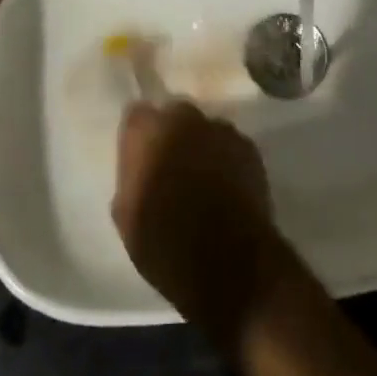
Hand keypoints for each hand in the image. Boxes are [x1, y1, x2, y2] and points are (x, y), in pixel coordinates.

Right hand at [112, 100, 285, 343]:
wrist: (229, 261)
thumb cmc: (166, 245)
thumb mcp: (127, 217)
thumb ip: (131, 177)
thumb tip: (140, 167)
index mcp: (148, 134)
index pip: (136, 114)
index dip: (138, 136)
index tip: (139, 156)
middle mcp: (186, 119)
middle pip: (174, 114)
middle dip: (171, 133)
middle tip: (170, 166)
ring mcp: (221, 130)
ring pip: (205, 128)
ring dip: (201, 145)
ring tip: (202, 178)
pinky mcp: (249, 147)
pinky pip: (229, 145)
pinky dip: (225, 158)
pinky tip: (226, 186)